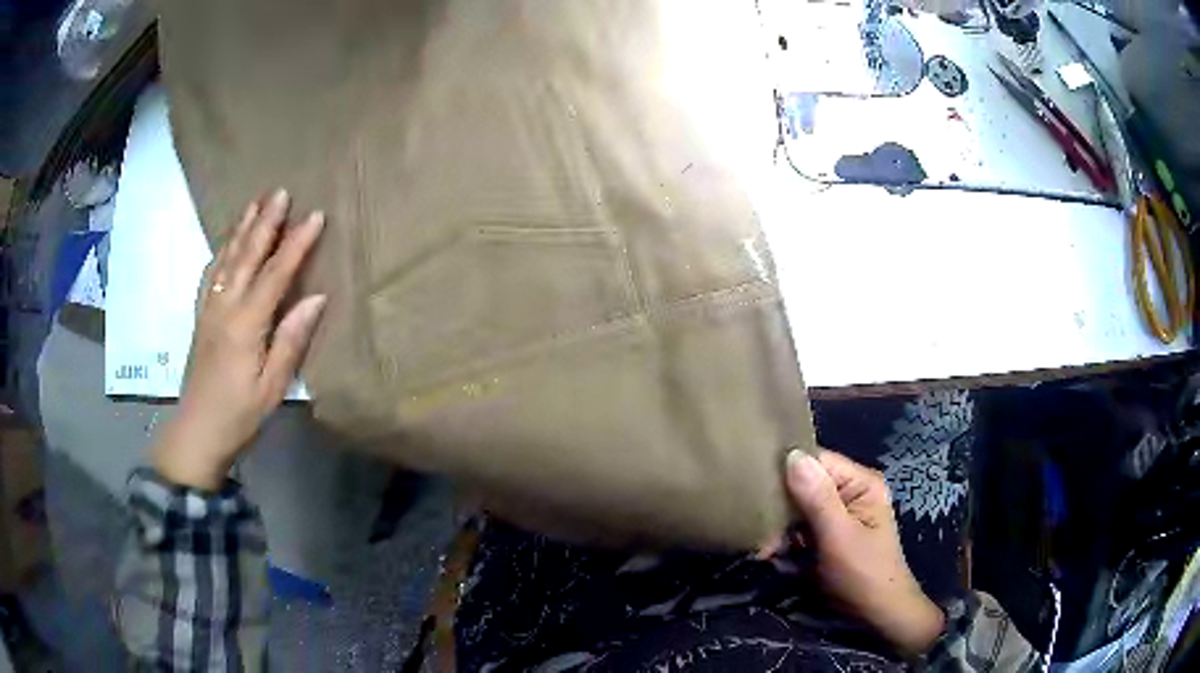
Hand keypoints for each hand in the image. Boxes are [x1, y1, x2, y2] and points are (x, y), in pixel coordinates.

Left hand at [152, 189, 326, 490]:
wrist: (197, 432)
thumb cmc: (239, 415)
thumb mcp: (272, 387)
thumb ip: (291, 340)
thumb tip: (316, 298)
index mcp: (246, 325)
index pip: (275, 274)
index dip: (296, 244)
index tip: (316, 216)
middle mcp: (225, 307)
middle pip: (247, 256)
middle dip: (265, 222)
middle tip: (281, 191)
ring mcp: (209, 309)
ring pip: (226, 259)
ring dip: (242, 228)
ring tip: (255, 202)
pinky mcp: (201, 317)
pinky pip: (210, 274)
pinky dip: (221, 251)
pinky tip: (226, 242)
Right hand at [777, 449, 944, 658]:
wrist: (875, 614)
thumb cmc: (863, 573)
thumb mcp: (839, 536)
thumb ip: (817, 497)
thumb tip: (791, 454)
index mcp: (861, 483)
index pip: (818, 461)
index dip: (787, 468)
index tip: (755, 483)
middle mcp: (849, 493)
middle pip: (805, 484)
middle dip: (780, 506)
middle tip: (758, 528)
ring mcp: (837, 515)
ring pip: (797, 509)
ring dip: (778, 527)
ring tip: (763, 548)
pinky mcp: (825, 536)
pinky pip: (798, 528)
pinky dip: (783, 540)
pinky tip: (770, 554)